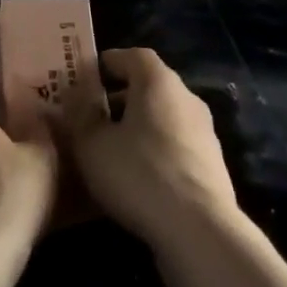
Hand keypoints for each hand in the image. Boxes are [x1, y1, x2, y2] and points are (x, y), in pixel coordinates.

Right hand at [60, 48, 238, 254]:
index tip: (88, 76)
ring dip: (139, 127)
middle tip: (93, 116)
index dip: (110, 62)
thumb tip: (74, 95)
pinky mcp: (212, 167)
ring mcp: (204, 133)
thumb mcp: (92, 144)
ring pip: (164, 118)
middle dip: (121, 98)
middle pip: (150, 86)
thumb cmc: (139, 173)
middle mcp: (186, 97)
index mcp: (158, 81)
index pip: (134, 55)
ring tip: (112, 151)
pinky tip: (137, 179)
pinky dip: (156, 152)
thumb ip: (80, 115)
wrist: (200, 232)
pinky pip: (176, 147)